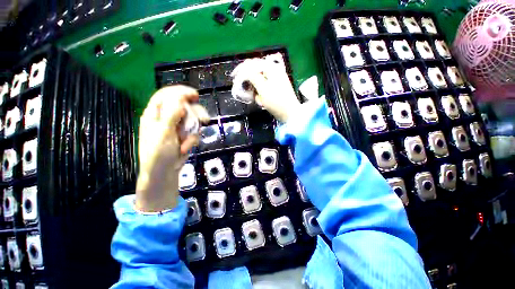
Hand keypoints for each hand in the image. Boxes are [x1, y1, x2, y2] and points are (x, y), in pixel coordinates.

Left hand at [136, 85, 208, 211]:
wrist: (164, 171)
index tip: (195, 95)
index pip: (166, 95)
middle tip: (204, 119)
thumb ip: (171, 115)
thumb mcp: (163, 133)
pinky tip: (187, 147)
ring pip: (192, 119)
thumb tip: (180, 100)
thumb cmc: (158, 153)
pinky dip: (193, 139)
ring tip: (189, 141)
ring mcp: (177, 126)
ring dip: (194, 130)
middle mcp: (167, 117)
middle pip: (184, 106)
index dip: (181, 92)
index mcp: (155, 114)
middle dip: (194, 113)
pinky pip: (194, 131)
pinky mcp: (185, 134)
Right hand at [232, 58, 300, 121]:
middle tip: (246, 92)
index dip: (242, 69)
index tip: (233, 77)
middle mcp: (274, 71)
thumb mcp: (263, 89)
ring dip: (256, 92)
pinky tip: (263, 102)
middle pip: (255, 72)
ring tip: (260, 101)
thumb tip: (244, 70)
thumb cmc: (277, 102)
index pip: (253, 63)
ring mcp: (276, 80)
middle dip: (250, 84)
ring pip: (259, 82)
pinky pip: (264, 89)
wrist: (289, 114)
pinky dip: (261, 95)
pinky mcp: (275, 88)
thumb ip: (253, 77)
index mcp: (272, 68)